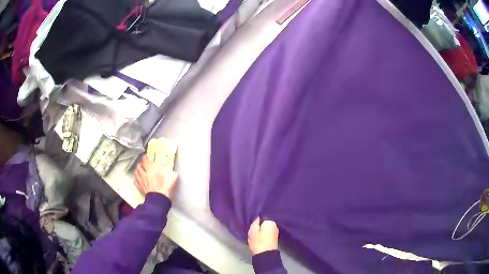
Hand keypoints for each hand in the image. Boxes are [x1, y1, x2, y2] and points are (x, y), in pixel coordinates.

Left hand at [135, 155, 177, 199]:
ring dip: (137, 170)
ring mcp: (141, 181)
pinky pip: (136, 182)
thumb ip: (171, 173)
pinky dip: (136, 180)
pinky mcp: (140, 188)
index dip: (145, 157)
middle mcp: (144, 174)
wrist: (158, 199)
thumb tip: (173, 172)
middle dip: (140, 163)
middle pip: (139, 166)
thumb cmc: (164, 188)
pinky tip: (138, 180)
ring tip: (139, 169)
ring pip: (136, 173)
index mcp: (151, 169)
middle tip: (142, 163)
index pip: (145, 160)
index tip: (146, 156)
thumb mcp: (172, 178)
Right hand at [248, 217, 278, 254]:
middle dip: (259, 226)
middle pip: (264, 224)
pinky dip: (263, 236)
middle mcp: (275, 226)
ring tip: (255, 236)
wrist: (265, 255)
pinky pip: (267, 234)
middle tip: (252, 231)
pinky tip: (259, 239)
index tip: (251, 226)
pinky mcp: (274, 239)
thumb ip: (255, 221)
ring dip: (261, 232)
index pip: (262, 217)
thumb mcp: (252, 230)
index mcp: (271, 222)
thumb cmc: (258, 242)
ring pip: (265, 229)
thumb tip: (258, 216)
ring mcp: (275, 233)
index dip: (256, 221)